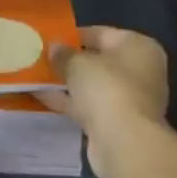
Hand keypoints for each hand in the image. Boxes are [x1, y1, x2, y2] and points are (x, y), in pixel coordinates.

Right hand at [42, 26, 171, 176]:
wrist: (125, 144)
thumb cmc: (107, 88)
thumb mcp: (78, 63)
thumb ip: (63, 53)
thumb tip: (54, 47)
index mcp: (139, 47)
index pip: (102, 33)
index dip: (74, 35)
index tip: (50, 39)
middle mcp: (140, 70)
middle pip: (98, 60)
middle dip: (70, 61)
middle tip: (42, 57)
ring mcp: (130, 99)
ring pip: (92, 85)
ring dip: (67, 82)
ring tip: (36, 76)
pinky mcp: (117, 123)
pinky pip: (88, 105)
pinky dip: (68, 101)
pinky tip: (41, 96)